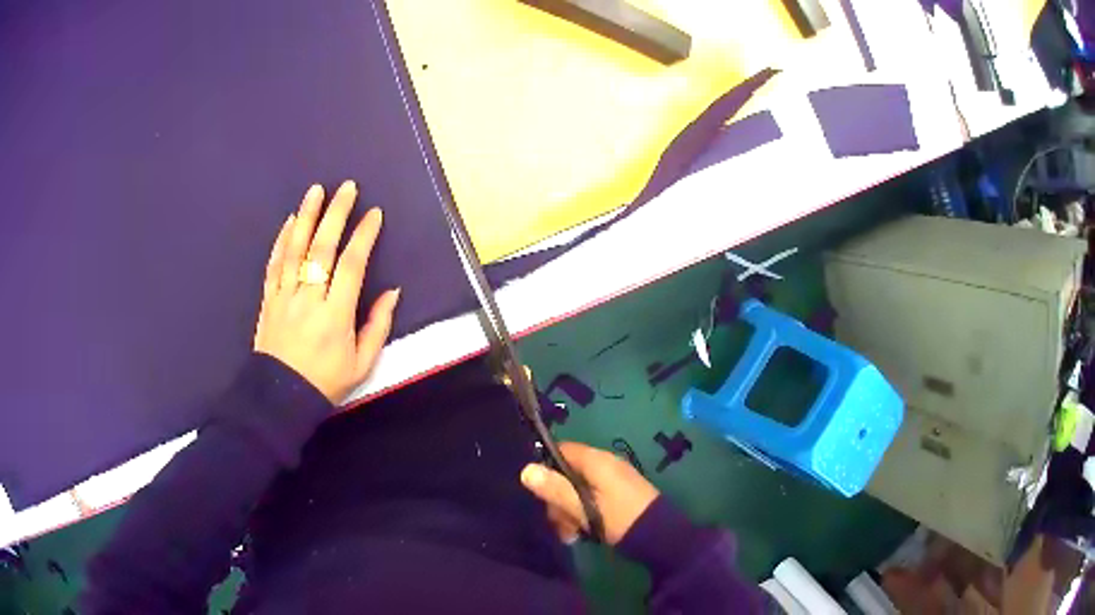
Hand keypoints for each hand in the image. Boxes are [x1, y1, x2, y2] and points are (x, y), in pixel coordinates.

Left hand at [253, 181, 399, 402]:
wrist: (280, 396)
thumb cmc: (325, 381)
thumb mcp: (362, 364)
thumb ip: (378, 326)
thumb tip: (392, 291)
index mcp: (336, 316)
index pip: (351, 266)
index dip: (364, 236)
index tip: (374, 214)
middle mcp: (309, 299)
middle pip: (322, 248)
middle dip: (336, 214)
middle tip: (346, 188)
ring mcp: (285, 296)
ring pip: (296, 249)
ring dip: (306, 216)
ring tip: (316, 190)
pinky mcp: (269, 299)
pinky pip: (275, 264)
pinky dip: (282, 240)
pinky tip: (290, 221)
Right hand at [520, 442, 659, 544]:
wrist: (662, 537)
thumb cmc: (621, 519)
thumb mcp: (584, 507)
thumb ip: (555, 489)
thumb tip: (526, 470)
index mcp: (597, 461)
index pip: (561, 450)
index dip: (546, 469)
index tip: (541, 494)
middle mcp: (605, 464)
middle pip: (567, 474)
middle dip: (558, 500)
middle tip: (561, 525)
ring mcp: (614, 479)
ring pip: (578, 490)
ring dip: (570, 512)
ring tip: (573, 535)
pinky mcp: (620, 494)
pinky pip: (592, 498)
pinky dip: (584, 514)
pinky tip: (584, 533)